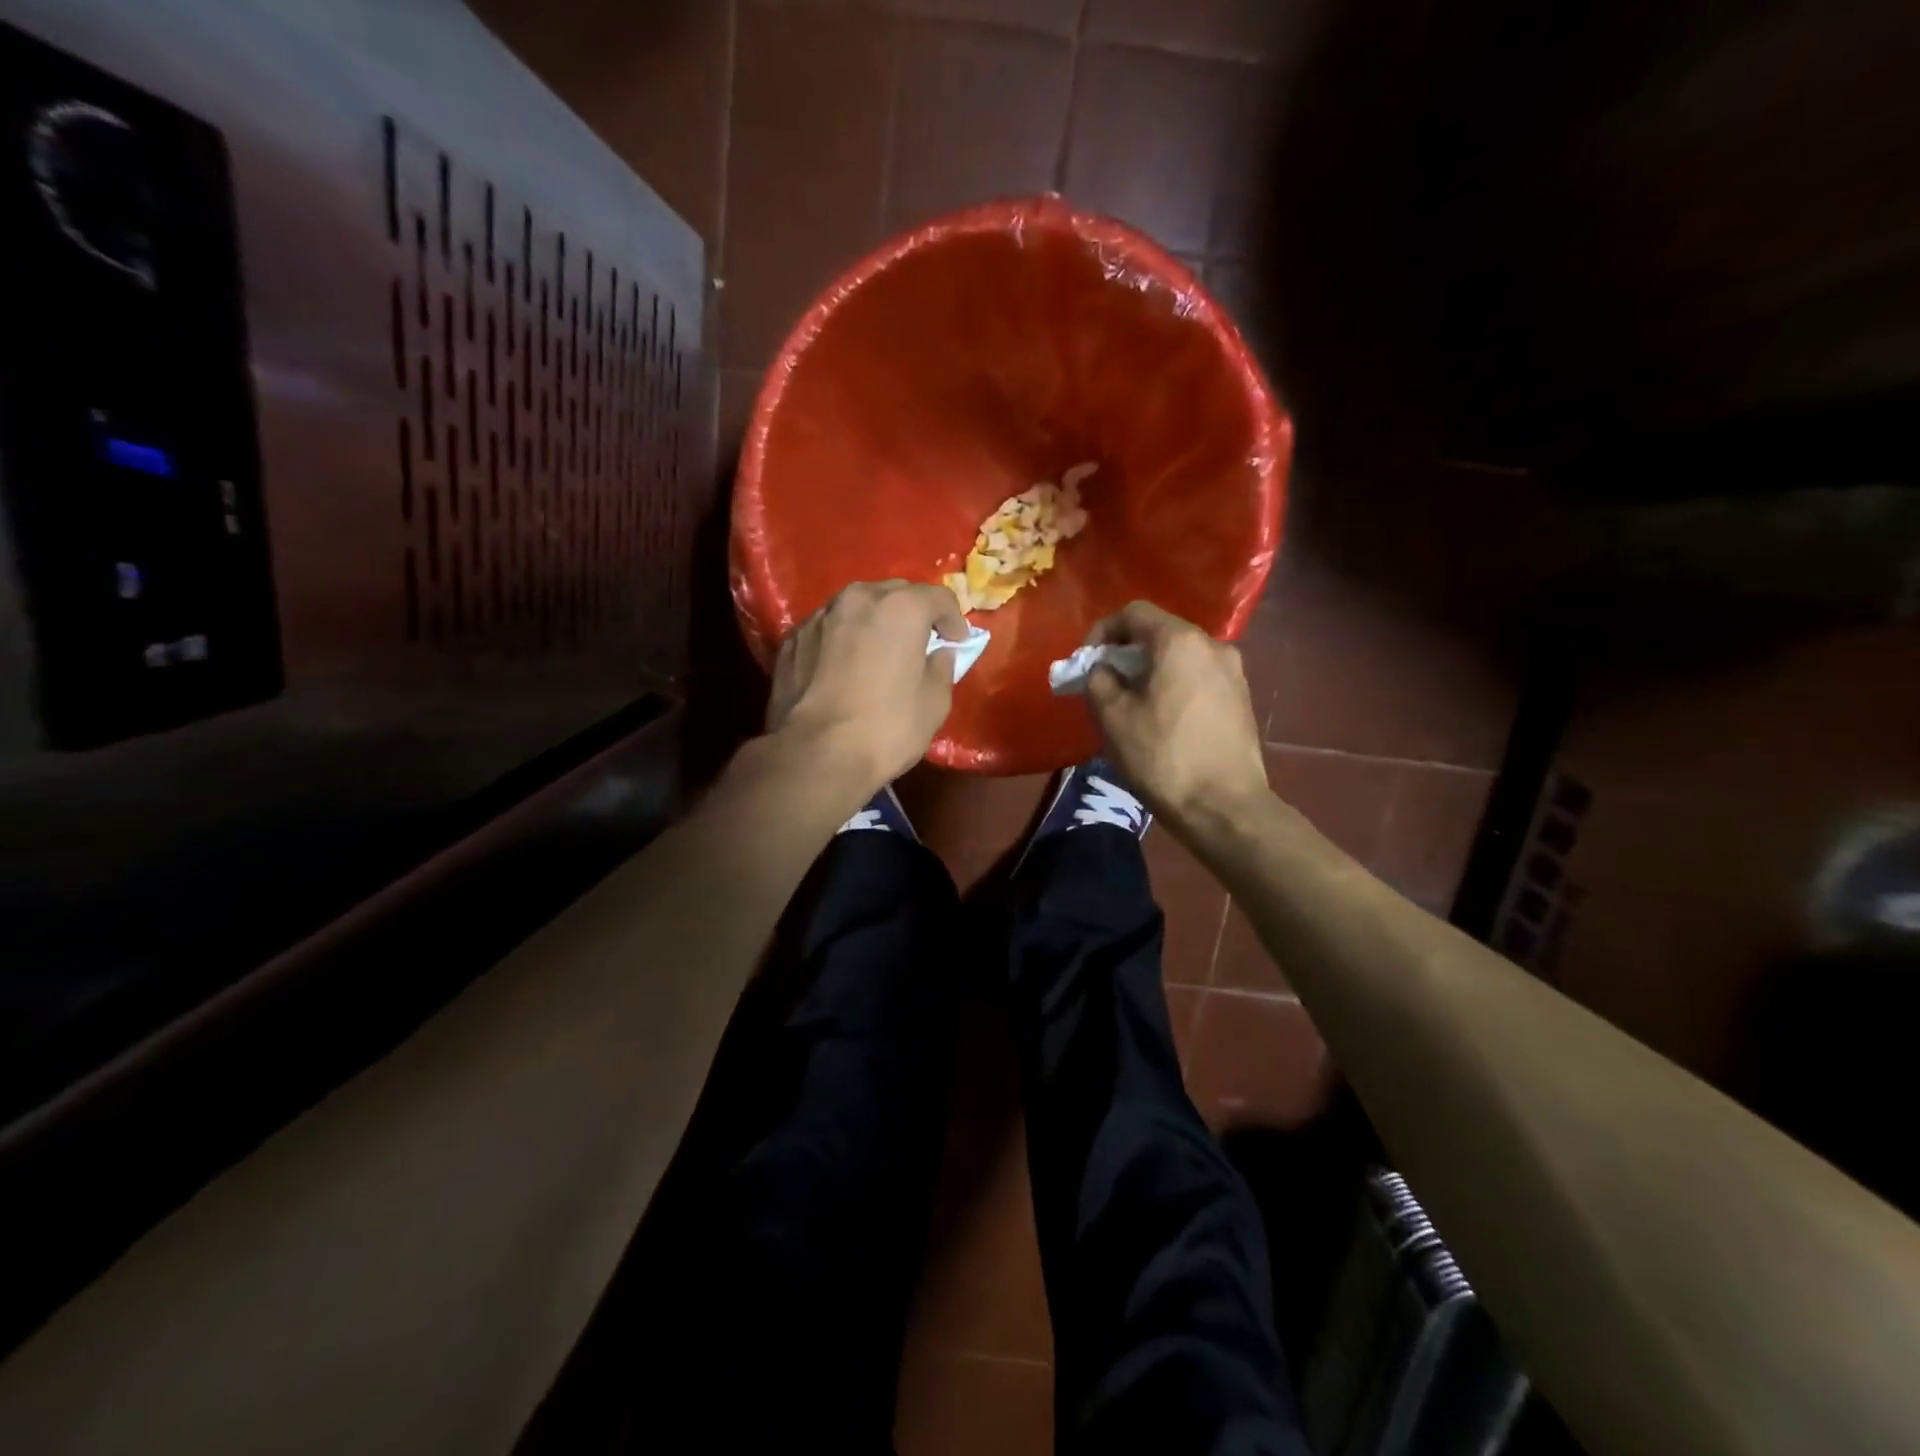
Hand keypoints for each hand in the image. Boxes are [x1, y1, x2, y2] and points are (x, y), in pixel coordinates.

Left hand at [767, 580, 968, 792]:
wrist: (814, 755)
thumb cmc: (886, 728)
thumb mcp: (934, 704)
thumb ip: (941, 668)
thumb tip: (938, 654)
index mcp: (901, 607)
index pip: (939, 597)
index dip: (954, 620)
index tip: (958, 642)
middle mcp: (858, 599)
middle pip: (895, 594)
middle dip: (912, 613)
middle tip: (920, 642)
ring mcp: (819, 617)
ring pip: (856, 607)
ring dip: (874, 622)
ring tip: (879, 651)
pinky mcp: (792, 640)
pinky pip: (828, 629)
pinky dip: (842, 639)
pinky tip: (844, 667)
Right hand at [1083, 601, 1268, 827]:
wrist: (1225, 807)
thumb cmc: (1162, 757)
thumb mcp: (1113, 717)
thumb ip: (1098, 680)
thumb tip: (1102, 669)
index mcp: (1180, 642)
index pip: (1134, 613)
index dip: (1102, 631)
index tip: (1086, 662)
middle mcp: (1213, 645)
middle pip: (1160, 633)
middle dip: (1126, 654)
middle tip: (1105, 685)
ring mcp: (1234, 673)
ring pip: (1180, 658)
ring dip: (1151, 672)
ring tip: (1133, 706)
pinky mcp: (1242, 699)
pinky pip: (1198, 678)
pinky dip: (1174, 686)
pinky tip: (1163, 720)